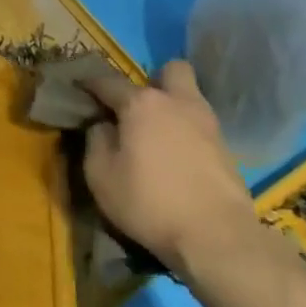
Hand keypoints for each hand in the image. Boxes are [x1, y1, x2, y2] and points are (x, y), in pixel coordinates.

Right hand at [81, 62, 260, 281]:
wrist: (217, 236)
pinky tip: (177, 157)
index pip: (108, 81)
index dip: (90, 83)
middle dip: (153, 80)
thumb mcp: (101, 176)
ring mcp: (207, 123)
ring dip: (173, 106)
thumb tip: (102, 126)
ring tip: (156, 135)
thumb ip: (96, 142)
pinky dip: (187, 132)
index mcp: (142, 104)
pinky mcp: (226, 148)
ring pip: (190, 96)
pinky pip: (201, 125)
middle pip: (170, 70)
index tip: (79, 86)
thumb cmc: (149, 202)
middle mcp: (177, 102)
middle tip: (137, 107)